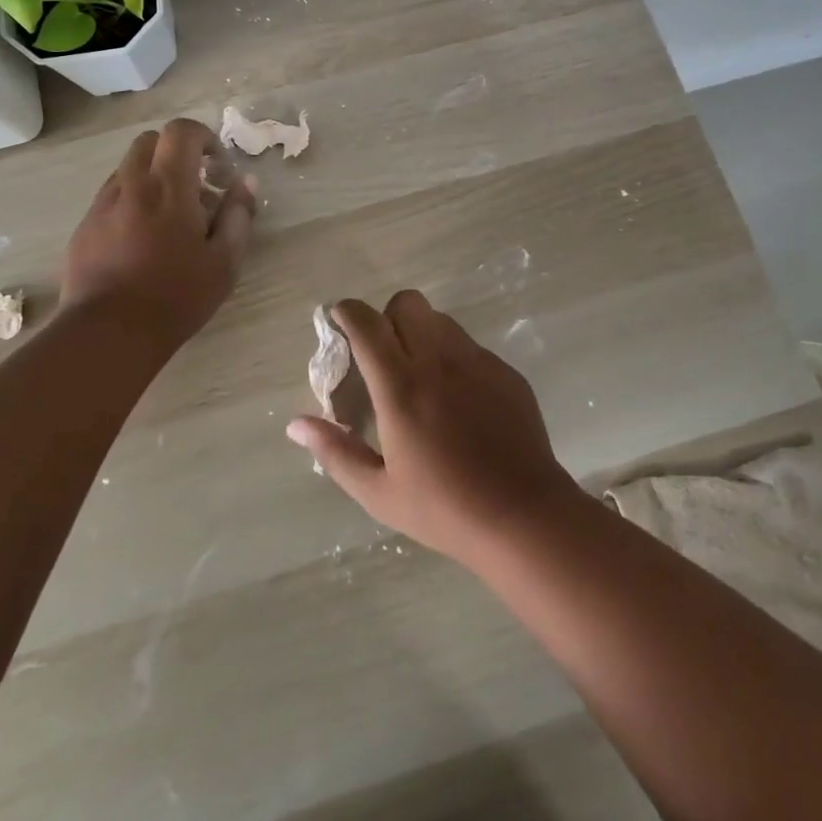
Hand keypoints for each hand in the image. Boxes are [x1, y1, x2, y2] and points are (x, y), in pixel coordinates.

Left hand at [59, 118, 256, 358]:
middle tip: (196, 187)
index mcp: (168, 186)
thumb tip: (246, 182)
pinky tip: (142, 241)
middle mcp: (131, 185)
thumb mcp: (224, 261)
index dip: (203, 137)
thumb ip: (238, 215)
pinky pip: (111, 197)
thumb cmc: (176, 296)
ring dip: (152, 178)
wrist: (108, 333)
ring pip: (128, 169)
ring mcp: (102, 205)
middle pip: (150, 142)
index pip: (181, 131)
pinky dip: (132, 202)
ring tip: (170, 219)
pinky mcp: (84, 227)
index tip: (218, 166)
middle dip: (176, 153)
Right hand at [286, 291, 584, 566]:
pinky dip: (454, 358)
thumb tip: (296, 424)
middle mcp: (438, 360)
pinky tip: (460, 401)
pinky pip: (470, 347)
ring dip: (421, 333)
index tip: (339, 320)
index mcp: (401, 386)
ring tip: (420, 376)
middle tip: (383, 354)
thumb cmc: (445, 509)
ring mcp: (477, 361)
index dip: (348, 312)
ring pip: (440, 320)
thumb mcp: (380, 493)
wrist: (525, 517)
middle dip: (387, 316)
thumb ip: (336, 452)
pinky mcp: (505, 372)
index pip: (367, 323)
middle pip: (407, 303)